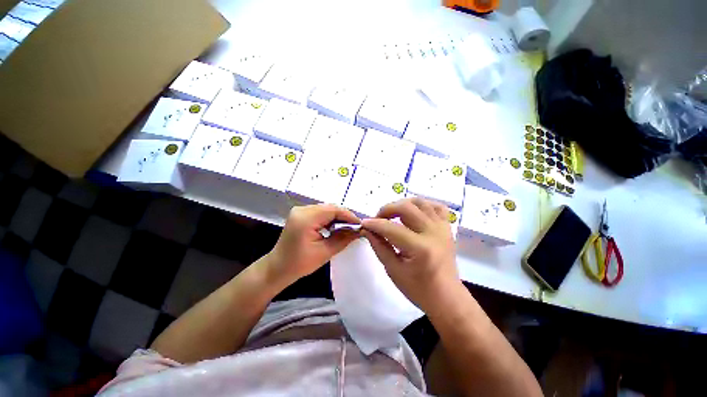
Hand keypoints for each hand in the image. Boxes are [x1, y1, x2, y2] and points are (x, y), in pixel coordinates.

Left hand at [267, 204, 360, 285]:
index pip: (333, 210)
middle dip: (344, 216)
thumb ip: (343, 239)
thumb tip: (358, 230)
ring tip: (347, 227)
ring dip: (337, 217)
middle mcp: (302, 210)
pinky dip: (329, 218)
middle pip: (329, 208)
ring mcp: (300, 211)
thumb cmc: (299, 264)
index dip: (348, 215)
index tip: (359, 224)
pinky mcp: (300, 214)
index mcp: (306, 218)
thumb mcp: (325, 252)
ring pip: (325, 209)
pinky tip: (335, 227)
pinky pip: (319, 212)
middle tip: (355, 227)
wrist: (278, 268)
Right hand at [360, 198, 459, 312]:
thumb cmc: (418, 289)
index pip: (391, 228)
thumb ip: (379, 246)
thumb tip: (366, 230)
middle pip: (406, 208)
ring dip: (402, 204)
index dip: (374, 224)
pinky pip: (436, 206)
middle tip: (378, 219)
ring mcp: (442, 228)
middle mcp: (433, 233)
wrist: (446, 297)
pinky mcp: (447, 227)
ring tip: (393, 215)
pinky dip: (422, 205)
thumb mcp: (393, 270)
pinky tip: (414, 212)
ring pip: (420, 202)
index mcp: (420, 248)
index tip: (364, 223)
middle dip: (387, 209)